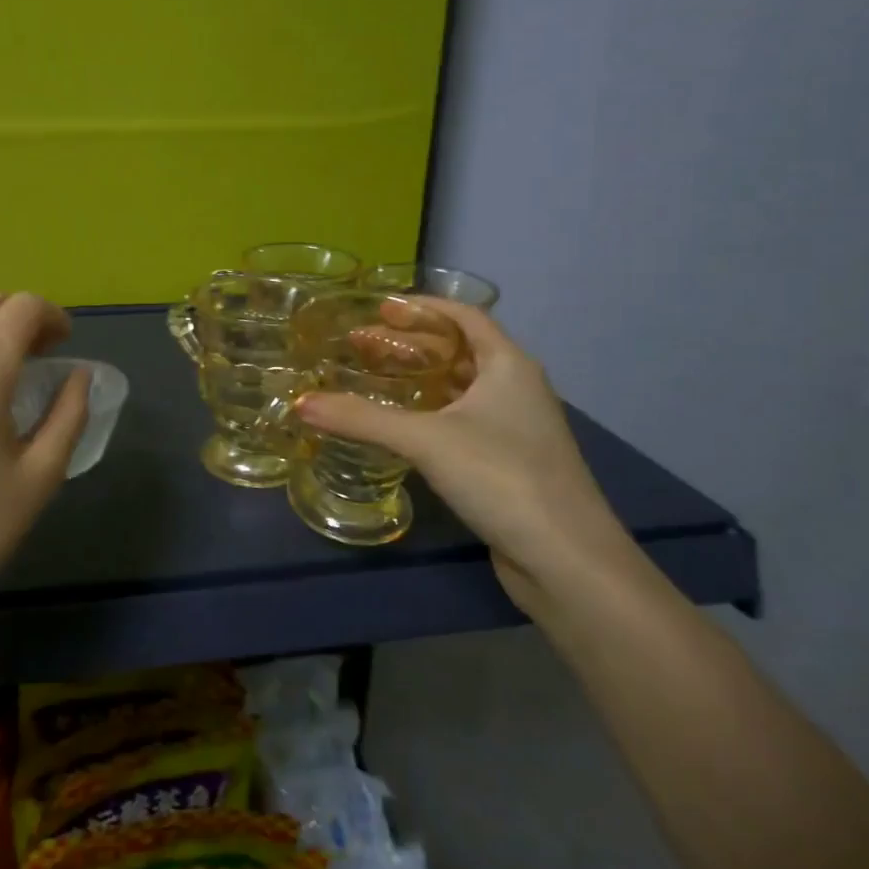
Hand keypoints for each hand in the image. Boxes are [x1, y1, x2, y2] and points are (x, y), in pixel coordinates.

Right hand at [294, 296, 637, 607]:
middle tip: (361, 345)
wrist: (567, 561)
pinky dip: (429, 412)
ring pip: (460, 388)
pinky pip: (462, 420)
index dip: (422, 308)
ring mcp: (516, 428)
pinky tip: (400, 425)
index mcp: (509, 366)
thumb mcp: (426, 440)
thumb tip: (301, 403)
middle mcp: (517, 389)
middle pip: (459, 351)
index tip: (378, 309)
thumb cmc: (502, 477)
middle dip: (410, 344)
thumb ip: (361, 419)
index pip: (464, 317)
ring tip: (373, 377)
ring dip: (419, 379)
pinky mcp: (508, 463)